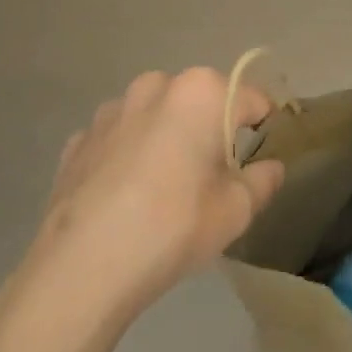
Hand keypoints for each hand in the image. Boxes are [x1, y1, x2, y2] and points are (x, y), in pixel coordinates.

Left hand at [24, 68, 285, 327]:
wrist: (83, 265)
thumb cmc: (174, 226)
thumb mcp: (236, 210)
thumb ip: (263, 180)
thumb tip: (271, 167)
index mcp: (201, 93)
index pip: (251, 100)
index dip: (263, 128)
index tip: (260, 159)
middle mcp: (154, 86)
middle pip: (200, 102)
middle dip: (211, 130)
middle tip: (212, 178)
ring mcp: (110, 110)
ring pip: (156, 117)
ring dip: (168, 139)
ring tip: (165, 189)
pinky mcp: (79, 139)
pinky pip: (120, 139)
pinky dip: (130, 157)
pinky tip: (127, 197)